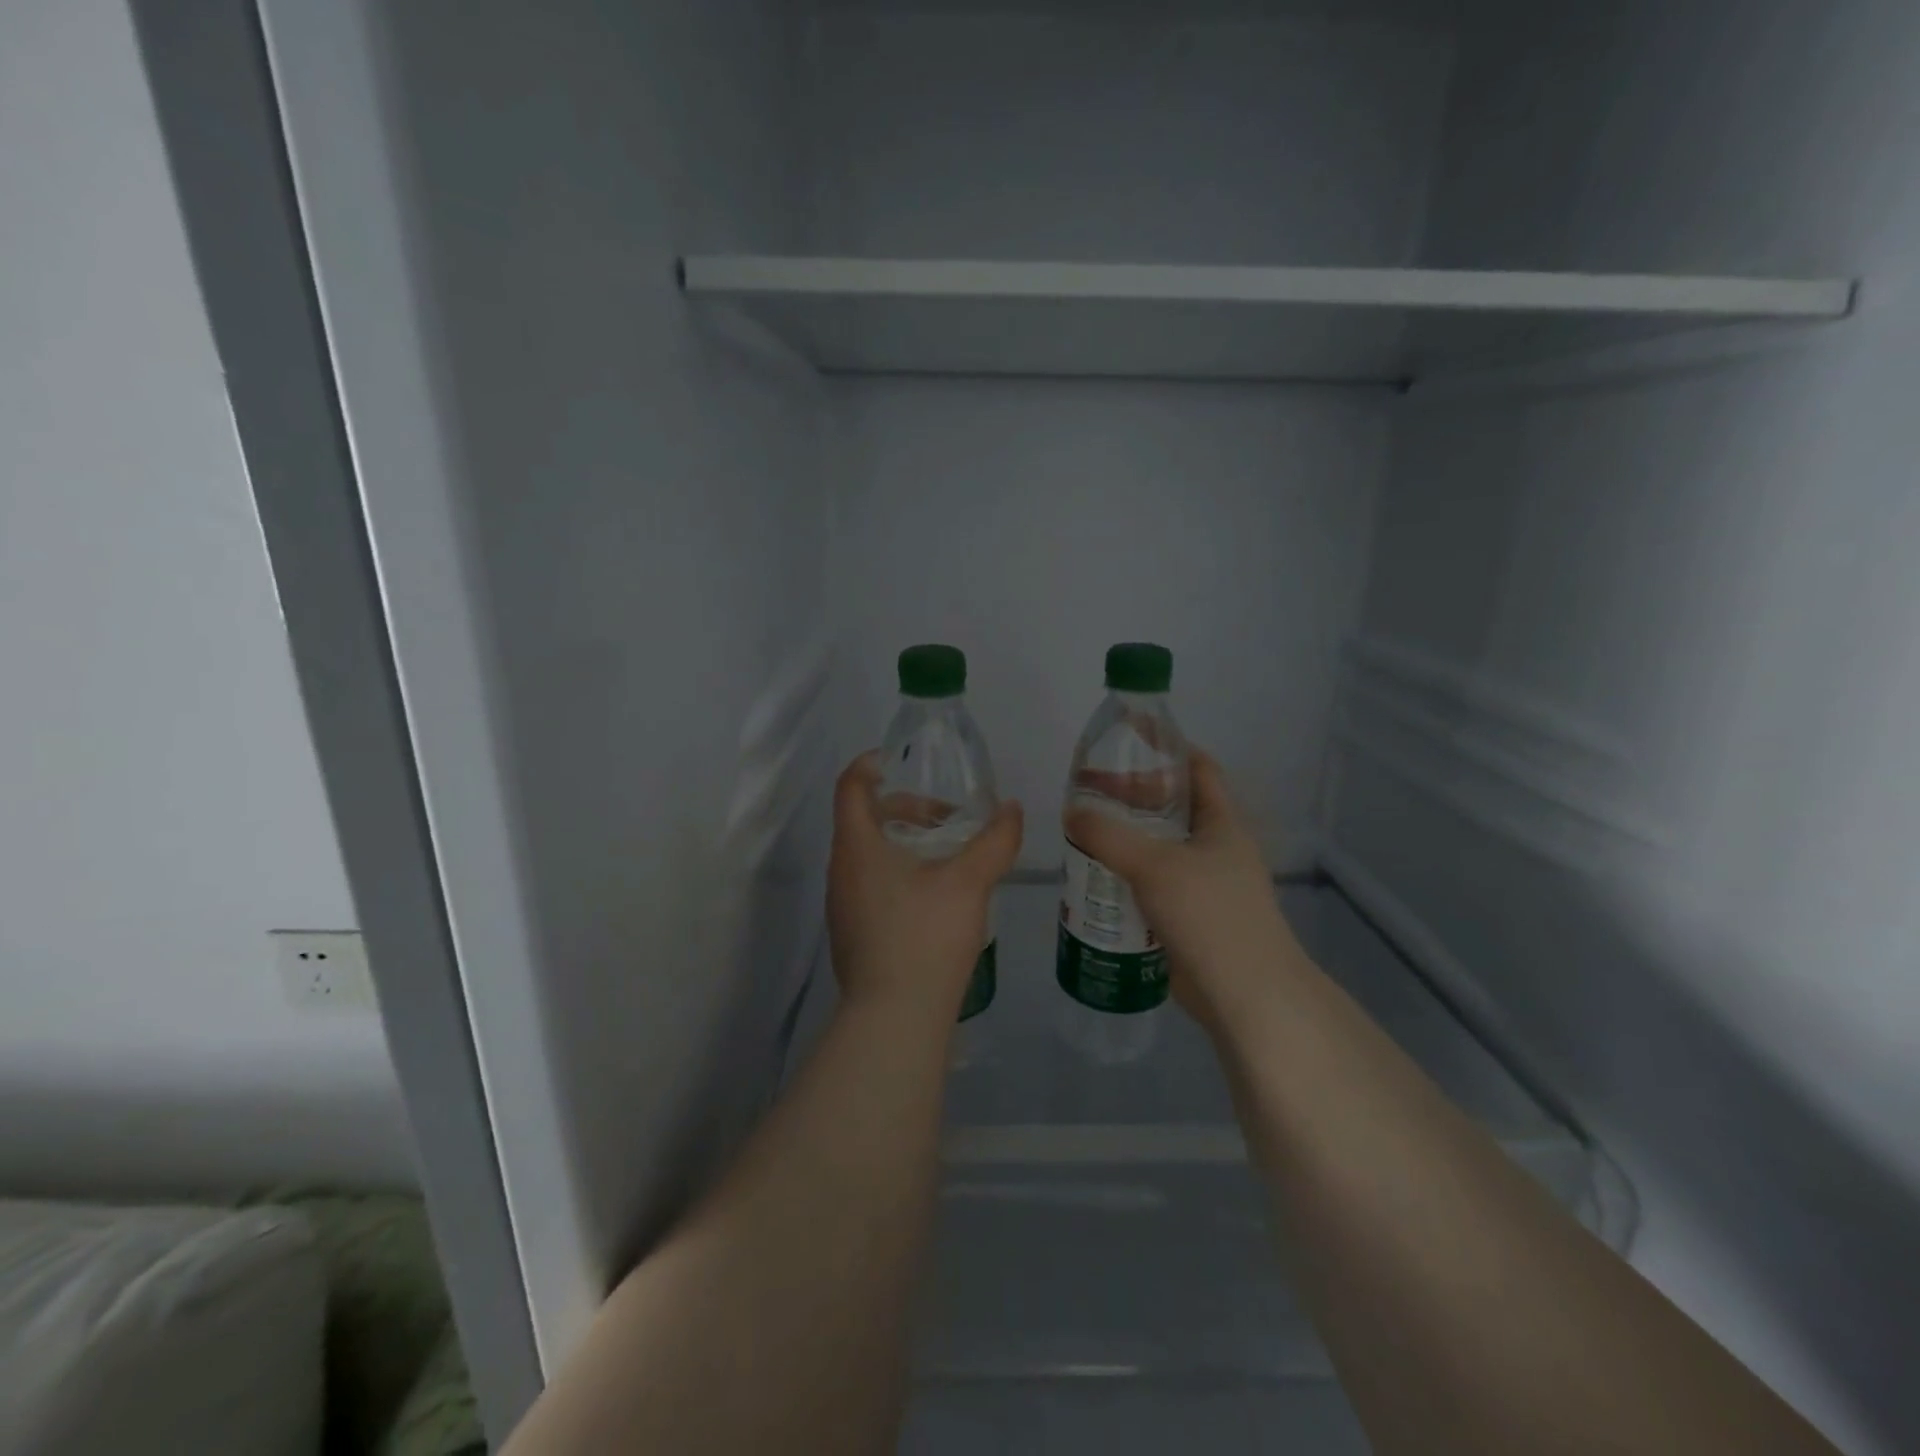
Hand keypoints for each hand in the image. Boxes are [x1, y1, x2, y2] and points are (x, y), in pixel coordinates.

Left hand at [827, 753, 1023, 1023]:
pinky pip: (870, 884)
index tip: (903, 762)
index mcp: (857, 846)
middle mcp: (840, 870)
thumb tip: (1011, 809)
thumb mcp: (970, 882)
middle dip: (904, 807)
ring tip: (948, 855)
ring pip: (868, 854)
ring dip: (904, 842)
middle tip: (947, 816)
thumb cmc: (925, 937)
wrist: (894, 1019)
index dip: (872, 764)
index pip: (851, 786)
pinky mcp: (852, 932)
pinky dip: (898, 872)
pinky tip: (935, 896)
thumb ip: (995, 840)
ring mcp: (841, 905)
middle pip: (863, 818)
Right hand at [1064, 750, 1302, 1034]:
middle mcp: (1216, 848)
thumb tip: (1071, 812)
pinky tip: (1095, 879)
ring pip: (1159, 849)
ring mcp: (1205, 885)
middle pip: (1173, 809)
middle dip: (1133, 797)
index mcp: (1222, 823)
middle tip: (1089, 792)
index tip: (1128, 742)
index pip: (1199, 769)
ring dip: (1126, 840)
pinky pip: (1153, 885)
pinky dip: (1127, 877)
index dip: (1168, 749)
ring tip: (1083, 832)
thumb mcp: (1154, 864)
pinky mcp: (1190, 917)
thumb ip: (1108, 835)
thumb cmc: (1209, 914)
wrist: (1245, 994)